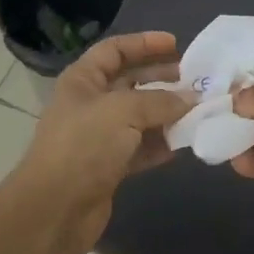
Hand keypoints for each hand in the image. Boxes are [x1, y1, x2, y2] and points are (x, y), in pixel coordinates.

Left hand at [7, 31, 190, 253]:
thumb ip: (160, 101)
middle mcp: (90, 104)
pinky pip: (141, 147)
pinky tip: (185, 143)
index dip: (144, 43)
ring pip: (139, 116)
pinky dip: (161, 144)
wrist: (54, 210)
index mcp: (83, 80)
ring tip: (198, 111)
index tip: (176, 44)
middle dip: (162, 79)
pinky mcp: (109, 166)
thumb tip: (190, 100)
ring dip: (167, 113)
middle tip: (195, 81)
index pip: (114, 50)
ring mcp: (99, 136)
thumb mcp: (123, 112)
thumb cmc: (84, 146)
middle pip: (130, 82)